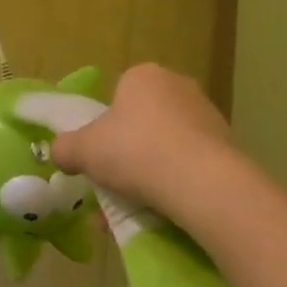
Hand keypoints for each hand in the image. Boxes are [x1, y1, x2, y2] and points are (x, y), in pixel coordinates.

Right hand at [49, 62, 232, 221]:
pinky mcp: (228, 148)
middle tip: (115, 182)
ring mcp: (208, 116)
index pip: (119, 95)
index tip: (100, 154)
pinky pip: (191, 165)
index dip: (106, 126)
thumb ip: (65, 148)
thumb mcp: (83, 150)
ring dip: (151, 172)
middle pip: (144, 121)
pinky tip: (164, 211)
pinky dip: (176, 184)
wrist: (201, 183)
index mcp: (143, 76)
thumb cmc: (135, 150)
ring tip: (136, 207)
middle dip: (129, 151)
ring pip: (167, 146)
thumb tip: (58, 153)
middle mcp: (179, 87)